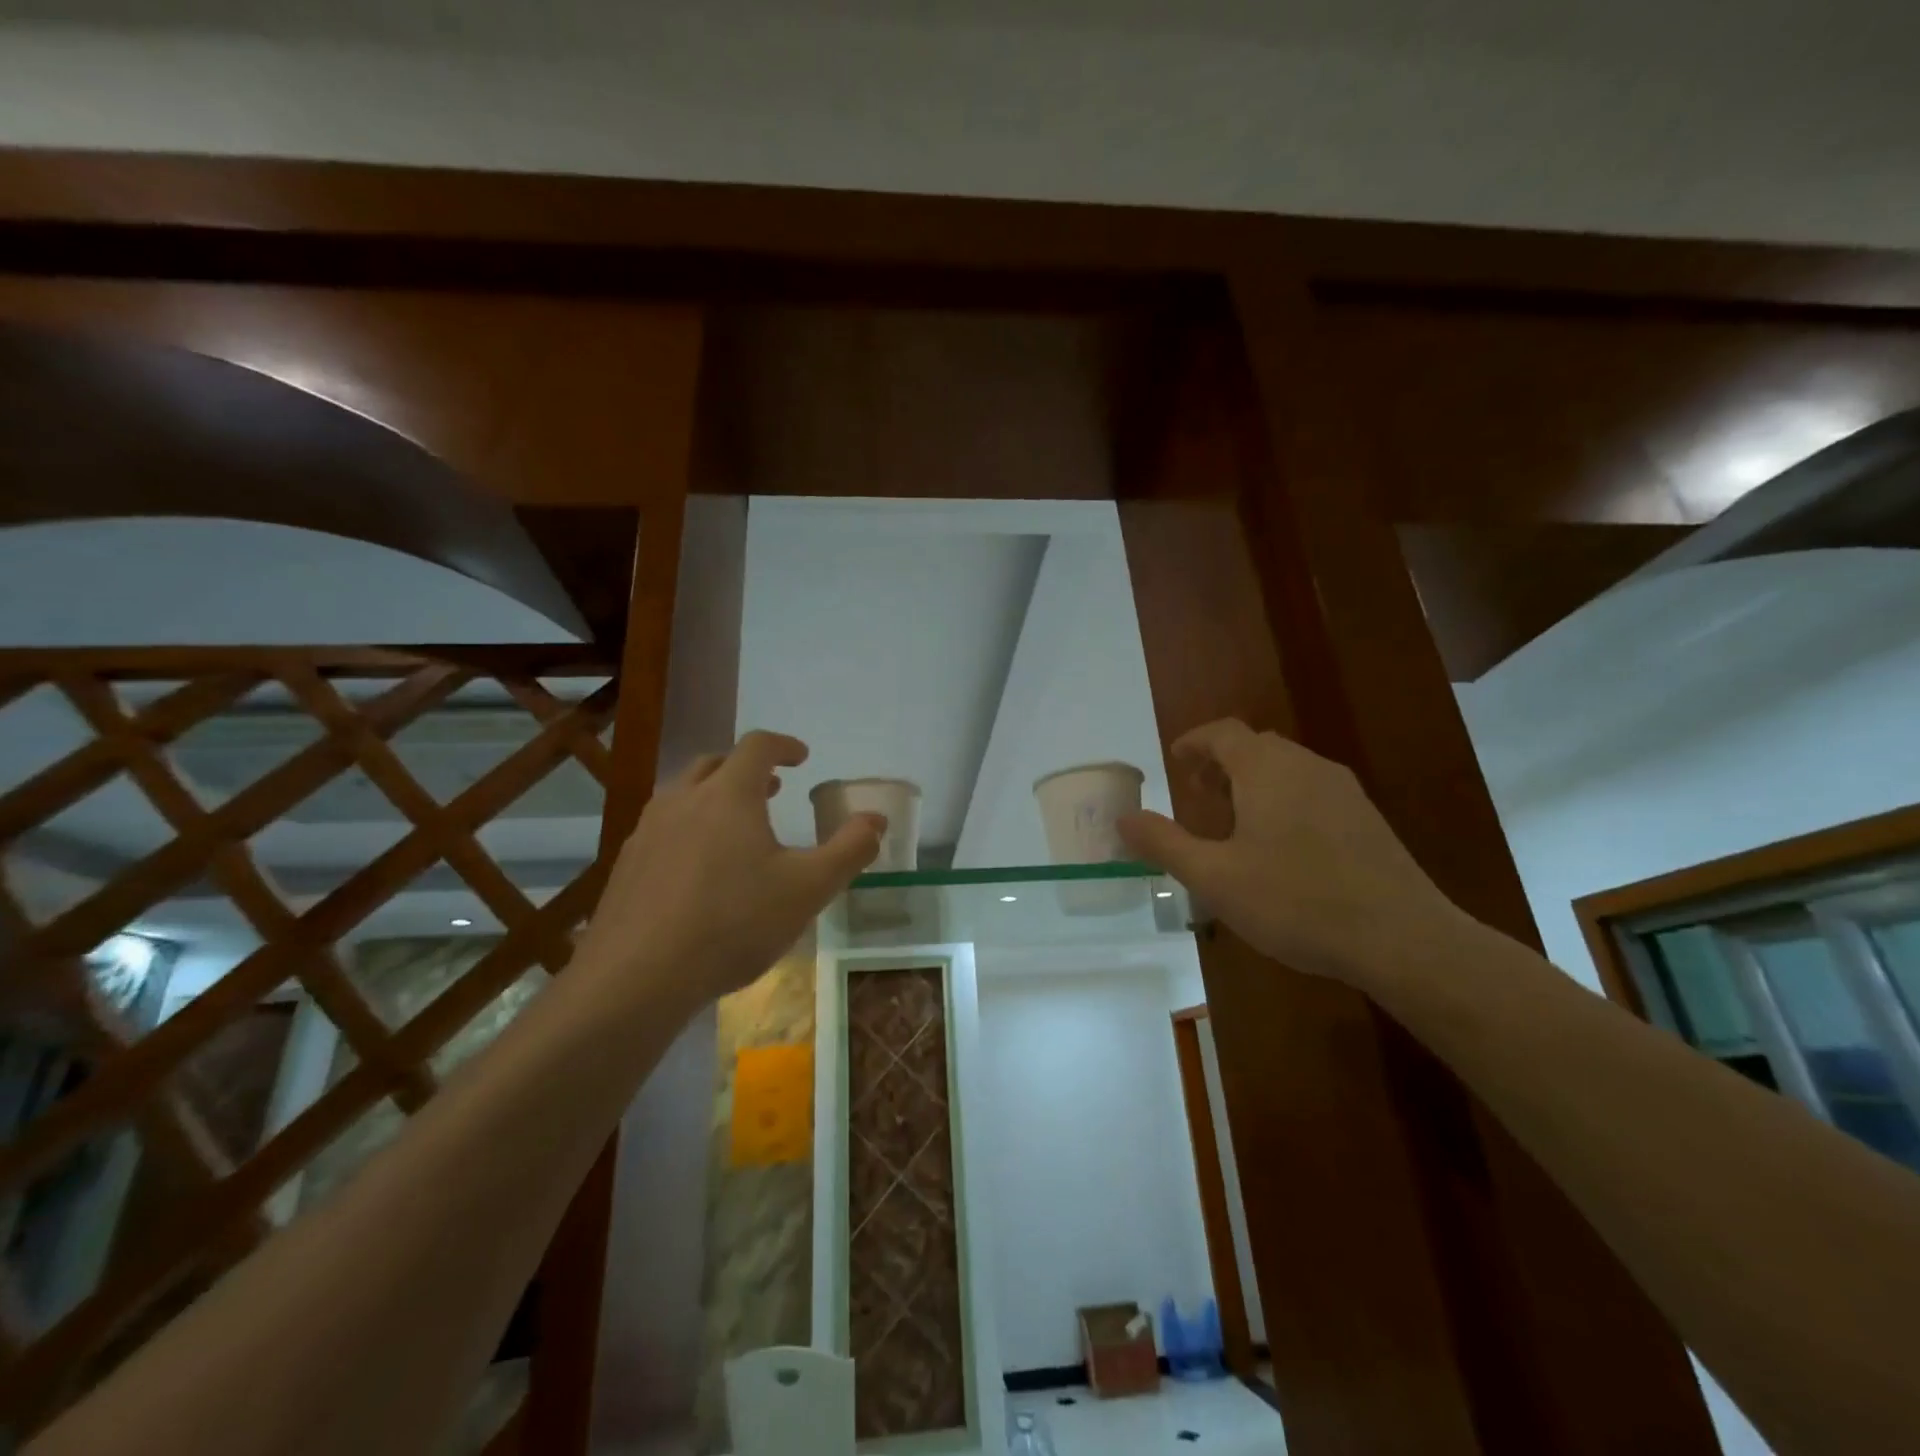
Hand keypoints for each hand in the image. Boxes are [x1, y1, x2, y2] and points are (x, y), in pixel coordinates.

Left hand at [575, 731, 883, 1007]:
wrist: (637, 977)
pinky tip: (698, 872)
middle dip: (747, 769)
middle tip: (771, 788)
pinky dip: (689, 830)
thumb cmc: (733, 923)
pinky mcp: (625, 866)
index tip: (801, 757)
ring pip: (684, 795)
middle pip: (715, 764)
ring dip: (715, 797)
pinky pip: (663, 829)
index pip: (757, 746)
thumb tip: (876, 820)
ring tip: (736, 828)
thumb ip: (849, 850)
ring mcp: (647, 831)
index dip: (783, 745)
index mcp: (729, 794)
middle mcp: (683, 800)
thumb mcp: (808, 889)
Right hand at [1117, 719, 1462, 986]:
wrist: (1402, 938)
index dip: (1194, 742)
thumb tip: (1124, 818)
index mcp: (1267, 769)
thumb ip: (1164, 843)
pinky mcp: (1367, 819)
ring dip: (1252, 783)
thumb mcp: (1215, 877)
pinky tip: (1281, 847)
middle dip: (1221, 764)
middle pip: (1256, 747)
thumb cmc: (1296, 901)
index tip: (1174, 761)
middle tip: (1198, 796)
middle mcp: (1307, 766)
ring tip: (1233, 823)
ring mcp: (1344, 791)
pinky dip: (1283, 800)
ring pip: (1287, 769)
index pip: (1223, 733)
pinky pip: (1312, 791)